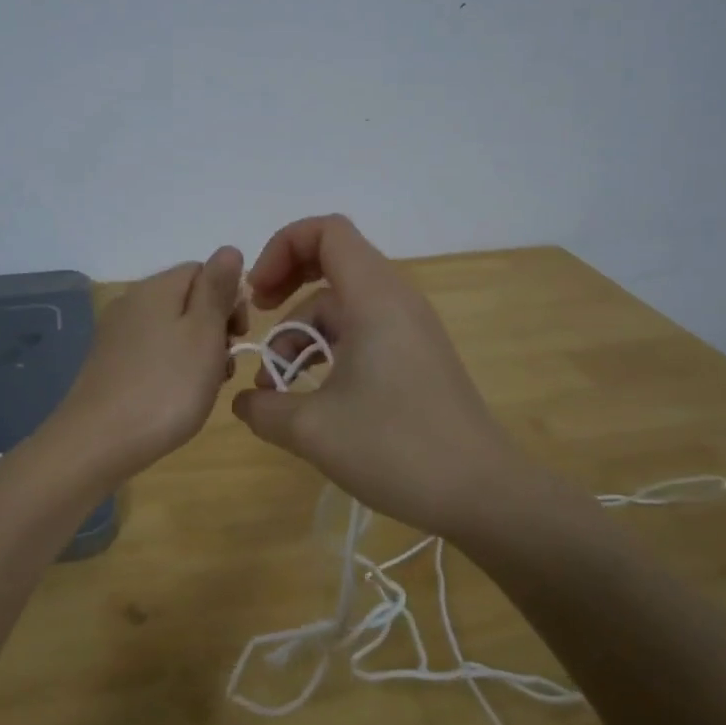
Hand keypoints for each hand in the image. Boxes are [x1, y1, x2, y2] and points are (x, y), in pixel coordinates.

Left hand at [57, 246, 246, 481]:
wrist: (98, 442)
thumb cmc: (166, 387)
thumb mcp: (204, 333)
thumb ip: (217, 289)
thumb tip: (228, 250)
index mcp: (156, 288)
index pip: (203, 271)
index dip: (229, 299)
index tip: (239, 336)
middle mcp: (131, 302)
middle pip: (187, 299)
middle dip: (214, 327)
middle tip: (224, 365)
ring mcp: (116, 334)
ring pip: (171, 329)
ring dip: (197, 351)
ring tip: (205, 387)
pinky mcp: (108, 364)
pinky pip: (152, 352)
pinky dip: (172, 367)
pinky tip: (177, 396)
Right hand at [231, 215, 537, 537]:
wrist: (481, 493)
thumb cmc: (395, 447)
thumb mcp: (312, 429)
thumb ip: (263, 409)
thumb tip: (244, 403)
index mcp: (375, 297)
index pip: (327, 232)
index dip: (281, 248)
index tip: (258, 296)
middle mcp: (395, 301)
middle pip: (332, 265)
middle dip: (286, 288)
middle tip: (258, 321)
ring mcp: (409, 330)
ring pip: (342, 308)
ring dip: (302, 335)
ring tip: (275, 389)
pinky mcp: (415, 359)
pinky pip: (361, 334)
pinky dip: (328, 352)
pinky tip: (309, 398)